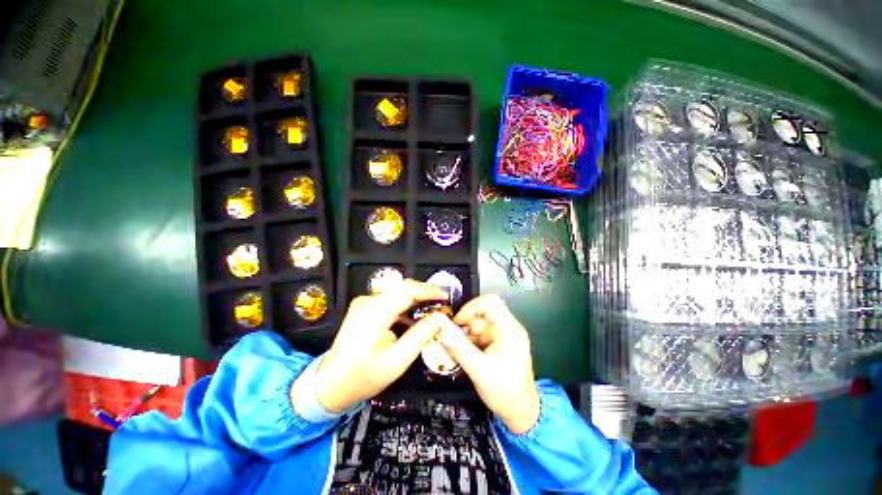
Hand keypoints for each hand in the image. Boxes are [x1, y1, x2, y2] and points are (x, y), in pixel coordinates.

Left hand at [293, 280, 449, 414]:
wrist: (330, 384)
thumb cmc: (363, 377)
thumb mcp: (397, 361)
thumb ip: (420, 336)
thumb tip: (440, 318)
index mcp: (373, 314)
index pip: (406, 291)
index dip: (428, 291)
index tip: (446, 297)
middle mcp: (368, 302)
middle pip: (403, 287)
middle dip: (425, 293)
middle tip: (443, 303)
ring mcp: (365, 303)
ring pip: (398, 291)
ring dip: (417, 298)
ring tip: (434, 308)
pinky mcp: (366, 307)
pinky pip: (391, 299)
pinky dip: (407, 304)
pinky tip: (417, 315)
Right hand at [440, 294, 540, 433]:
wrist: (521, 412)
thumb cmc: (505, 392)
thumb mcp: (479, 370)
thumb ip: (459, 348)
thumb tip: (443, 328)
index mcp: (509, 329)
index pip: (490, 302)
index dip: (471, 306)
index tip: (457, 321)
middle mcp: (508, 328)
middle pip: (482, 314)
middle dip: (465, 326)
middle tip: (452, 340)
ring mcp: (503, 335)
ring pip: (478, 324)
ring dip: (465, 336)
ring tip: (457, 351)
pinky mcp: (499, 343)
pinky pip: (480, 335)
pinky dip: (470, 342)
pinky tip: (464, 355)